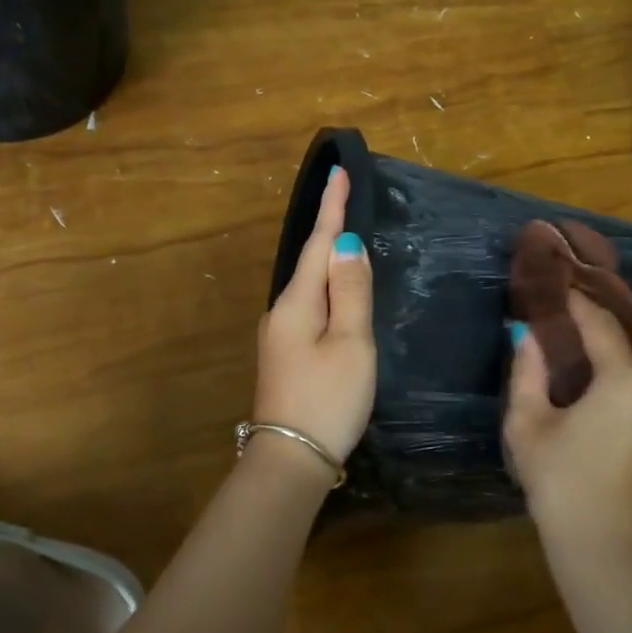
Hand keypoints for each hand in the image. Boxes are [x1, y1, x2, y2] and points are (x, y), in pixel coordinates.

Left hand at [252, 166, 376, 474]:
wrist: (292, 460)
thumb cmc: (328, 399)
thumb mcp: (351, 343)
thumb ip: (350, 291)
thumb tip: (345, 244)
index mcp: (296, 303)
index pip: (317, 243)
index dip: (331, 208)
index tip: (338, 172)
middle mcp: (281, 312)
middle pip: (310, 262)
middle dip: (329, 230)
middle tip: (349, 199)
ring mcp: (280, 336)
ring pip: (309, 287)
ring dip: (328, 261)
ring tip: (348, 241)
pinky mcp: (286, 356)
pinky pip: (310, 309)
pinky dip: (327, 292)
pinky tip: (338, 294)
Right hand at [504, 291, 631, 564]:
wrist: (608, 553)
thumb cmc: (561, 485)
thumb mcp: (528, 427)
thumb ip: (527, 374)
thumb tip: (527, 337)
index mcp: (625, 384)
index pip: (606, 325)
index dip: (582, 302)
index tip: (564, 289)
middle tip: (609, 338)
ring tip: (602, 376)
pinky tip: (610, 415)